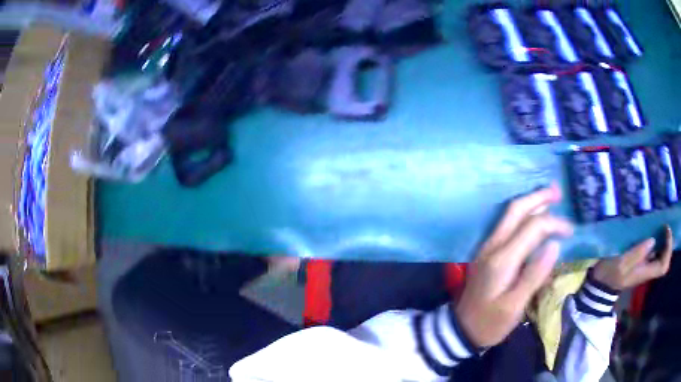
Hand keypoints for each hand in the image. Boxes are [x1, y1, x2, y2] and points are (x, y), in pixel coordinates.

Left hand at [455, 185, 572, 347]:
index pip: (532, 227)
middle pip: (516, 210)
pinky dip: (523, 215)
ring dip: (531, 203)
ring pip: (510, 215)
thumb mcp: (514, 307)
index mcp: (502, 259)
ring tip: (550, 198)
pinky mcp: (487, 252)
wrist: (459, 329)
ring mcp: (487, 247)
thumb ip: (534, 275)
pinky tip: (534, 217)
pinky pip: (507, 225)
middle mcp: (492, 246)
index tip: (571, 231)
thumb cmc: (489, 323)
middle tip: (558, 191)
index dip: (554, 223)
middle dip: (538, 198)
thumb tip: (554, 245)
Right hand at [592, 226, 673, 290]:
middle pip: (664, 261)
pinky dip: (657, 241)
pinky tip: (654, 231)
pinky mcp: (641, 261)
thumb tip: (653, 240)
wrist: (601, 282)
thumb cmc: (610, 274)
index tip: (667, 229)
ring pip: (660, 256)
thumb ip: (637, 253)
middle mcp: (648, 270)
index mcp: (645, 273)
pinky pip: (654, 252)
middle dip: (668, 244)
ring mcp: (644, 266)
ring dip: (664, 242)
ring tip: (662, 226)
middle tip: (666, 227)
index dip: (668, 248)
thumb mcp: (622, 263)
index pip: (663, 265)